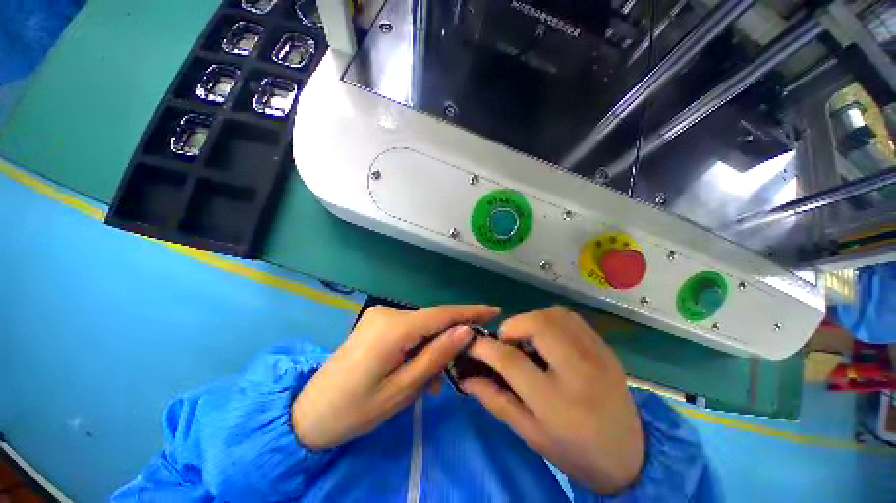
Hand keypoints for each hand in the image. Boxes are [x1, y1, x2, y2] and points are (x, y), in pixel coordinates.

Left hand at [291, 304, 499, 449]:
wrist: (310, 412)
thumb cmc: (356, 410)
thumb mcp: (403, 390)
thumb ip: (436, 356)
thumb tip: (466, 331)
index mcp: (393, 328)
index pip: (442, 314)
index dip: (470, 311)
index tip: (495, 310)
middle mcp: (388, 313)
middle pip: (432, 321)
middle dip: (448, 341)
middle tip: (458, 368)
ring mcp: (381, 316)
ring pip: (421, 327)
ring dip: (431, 349)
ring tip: (431, 382)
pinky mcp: (377, 323)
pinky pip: (409, 330)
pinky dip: (418, 347)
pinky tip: (416, 369)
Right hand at [463, 306, 643, 493]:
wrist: (632, 456)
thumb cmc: (575, 452)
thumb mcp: (530, 435)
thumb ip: (496, 401)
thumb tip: (466, 378)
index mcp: (556, 402)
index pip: (510, 361)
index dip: (485, 347)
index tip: (473, 344)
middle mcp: (578, 372)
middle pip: (537, 325)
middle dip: (512, 326)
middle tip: (507, 342)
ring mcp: (596, 355)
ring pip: (553, 314)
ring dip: (531, 320)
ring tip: (527, 339)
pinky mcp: (604, 347)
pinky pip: (570, 317)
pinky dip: (550, 319)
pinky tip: (548, 337)